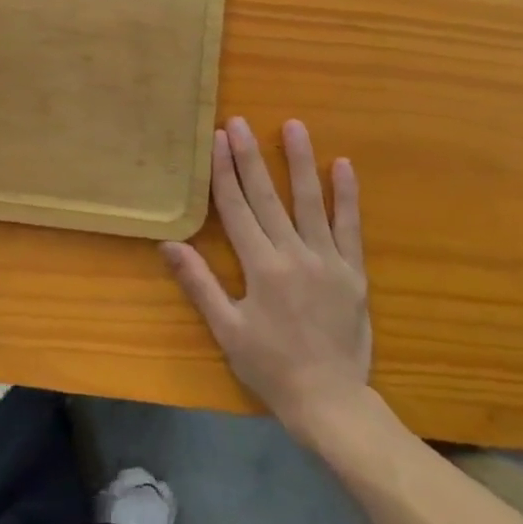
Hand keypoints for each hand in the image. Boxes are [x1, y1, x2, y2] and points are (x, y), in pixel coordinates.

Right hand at [163, 116, 370, 440]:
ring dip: (300, 161)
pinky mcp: (354, 272)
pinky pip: (350, 227)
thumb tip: (169, 244)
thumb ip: (200, 283)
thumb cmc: (271, 367)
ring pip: (310, 202)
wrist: (331, 402)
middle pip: (267, 196)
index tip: (218, 139)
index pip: (236, 208)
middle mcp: (293, 254)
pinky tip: (343, 165)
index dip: (225, 172)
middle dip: (251, 156)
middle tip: (241, 121)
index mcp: (261, 267)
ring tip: (295, 125)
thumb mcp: (227, 330)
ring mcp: (328, 260)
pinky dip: (347, 196)